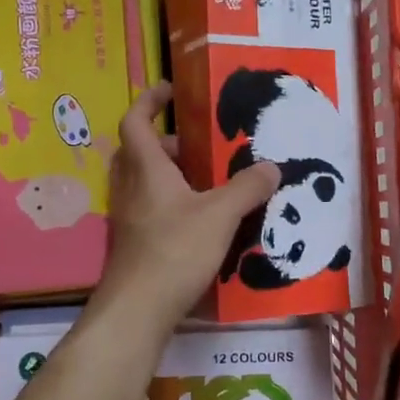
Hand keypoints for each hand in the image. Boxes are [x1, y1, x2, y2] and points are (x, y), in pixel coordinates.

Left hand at [92, 83, 279, 338]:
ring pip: (142, 181)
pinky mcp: (133, 243)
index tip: (170, 89)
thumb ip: (247, 188)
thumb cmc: (175, 250)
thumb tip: (271, 166)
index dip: (150, 100)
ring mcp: (128, 217)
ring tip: (205, 181)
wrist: (137, 310)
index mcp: (146, 169)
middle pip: (137, 151)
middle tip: (196, 144)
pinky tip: (199, 221)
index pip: (136, 121)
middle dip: (165, 141)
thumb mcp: (220, 215)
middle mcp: (130, 187)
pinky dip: (169, 202)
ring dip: (167, 173)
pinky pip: (148, 208)